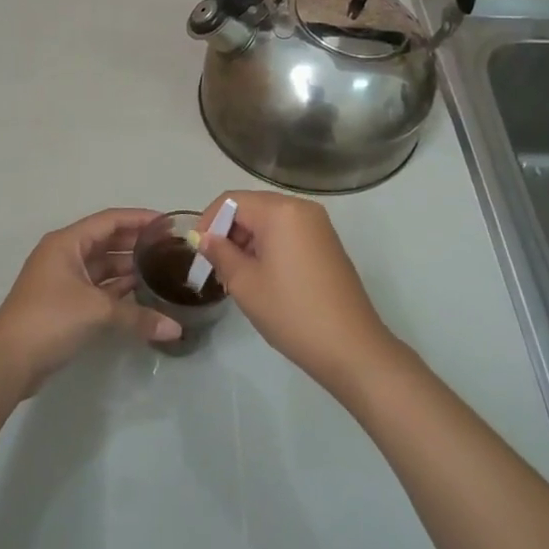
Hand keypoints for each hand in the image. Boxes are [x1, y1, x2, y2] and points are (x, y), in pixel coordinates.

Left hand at [0, 208, 181, 400]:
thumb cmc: (49, 320)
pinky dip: (118, 291)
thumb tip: (176, 329)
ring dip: (129, 269)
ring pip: (103, 267)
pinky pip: (98, 289)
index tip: (168, 225)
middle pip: (107, 241)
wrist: (8, 361)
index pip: (109, 220)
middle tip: (171, 249)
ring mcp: (63, 281)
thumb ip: (138, 316)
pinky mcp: (65, 304)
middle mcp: (64, 255)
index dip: (139, 219)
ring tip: (163, 271)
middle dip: (137, 244)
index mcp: (67, 243)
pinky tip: (143, 296)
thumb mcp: (97, 312)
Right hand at [192, 191, 397, 388]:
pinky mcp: (327, 245)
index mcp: (281, 210)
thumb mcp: (244, 283)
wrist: (351, 347)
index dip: (208, 222)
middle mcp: (302, 209)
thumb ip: (220, 253)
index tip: (197, 252)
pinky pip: (288, 235)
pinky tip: (263, 279)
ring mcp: (319, 227)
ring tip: (237, 278)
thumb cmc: (291, 312)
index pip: (232, 200)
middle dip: (228, 233)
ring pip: (270, 222)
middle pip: (252, 208)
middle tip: (216, 269)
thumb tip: (203, 237)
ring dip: (248, 243)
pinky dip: (269, 249)